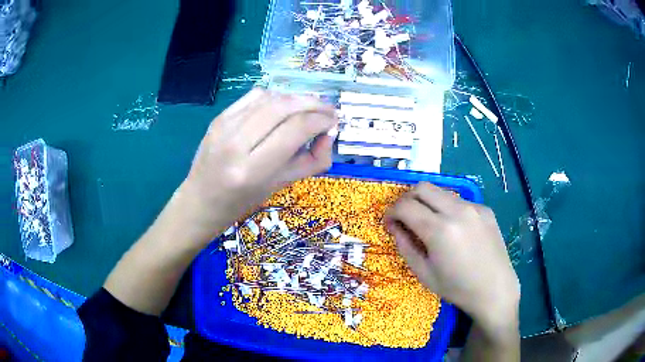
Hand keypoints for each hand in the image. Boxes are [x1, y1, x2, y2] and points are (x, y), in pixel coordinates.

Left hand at [180, 88, 337, 239]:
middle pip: (284, 107)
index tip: (334, 122)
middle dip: (313, 103)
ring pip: (270, 97)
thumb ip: (312, 160)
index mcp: (252, 169)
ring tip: (310, 107)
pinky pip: (254, 96)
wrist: (201, 200)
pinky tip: (285, 106)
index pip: (296, 129)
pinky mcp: (219, 117)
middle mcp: (236, 143)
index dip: (321, 120)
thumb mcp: (281, 185)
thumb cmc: (242, 202)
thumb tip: (329, 132)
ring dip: (296, 98)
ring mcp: (224, 126)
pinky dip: (276, 96)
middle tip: (328, 110)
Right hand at [385, 182, 519, 332]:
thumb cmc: (457, 288)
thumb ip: (405, 246)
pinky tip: (453, 229)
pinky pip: (458, 201)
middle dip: (407, 199)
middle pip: (422, 187)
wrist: (495, 289)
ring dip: (427, 202)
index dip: (391, 212)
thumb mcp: (424, 273)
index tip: (389, 223)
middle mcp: (457, 211)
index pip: (405, 206)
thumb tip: (395, 227)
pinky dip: (447, 209)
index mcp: (440, 230)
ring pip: (441, 191)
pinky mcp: (485, 209)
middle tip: (404, 218)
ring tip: (428, 223)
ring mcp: (474, 207)